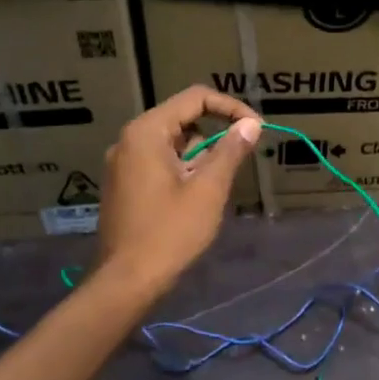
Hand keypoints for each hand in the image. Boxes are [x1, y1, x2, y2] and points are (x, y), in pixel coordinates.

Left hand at [96, 86, 260, 292]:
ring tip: (215, 188)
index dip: (230, 108)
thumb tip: (251, 124)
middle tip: (239, 162)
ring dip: (199, 157)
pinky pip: (160, 163)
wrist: (127, 280)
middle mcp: (129, 140)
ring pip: (172, 144)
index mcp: (146, 132)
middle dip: (215, 136)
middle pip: (182, 119)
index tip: (256, 129)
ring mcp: (123, 164)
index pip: (195, 98)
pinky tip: (195, 199)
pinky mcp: (124, 185)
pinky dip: (183, 170)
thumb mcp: (208, 190)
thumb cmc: (170, 232)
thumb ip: (230, 151)